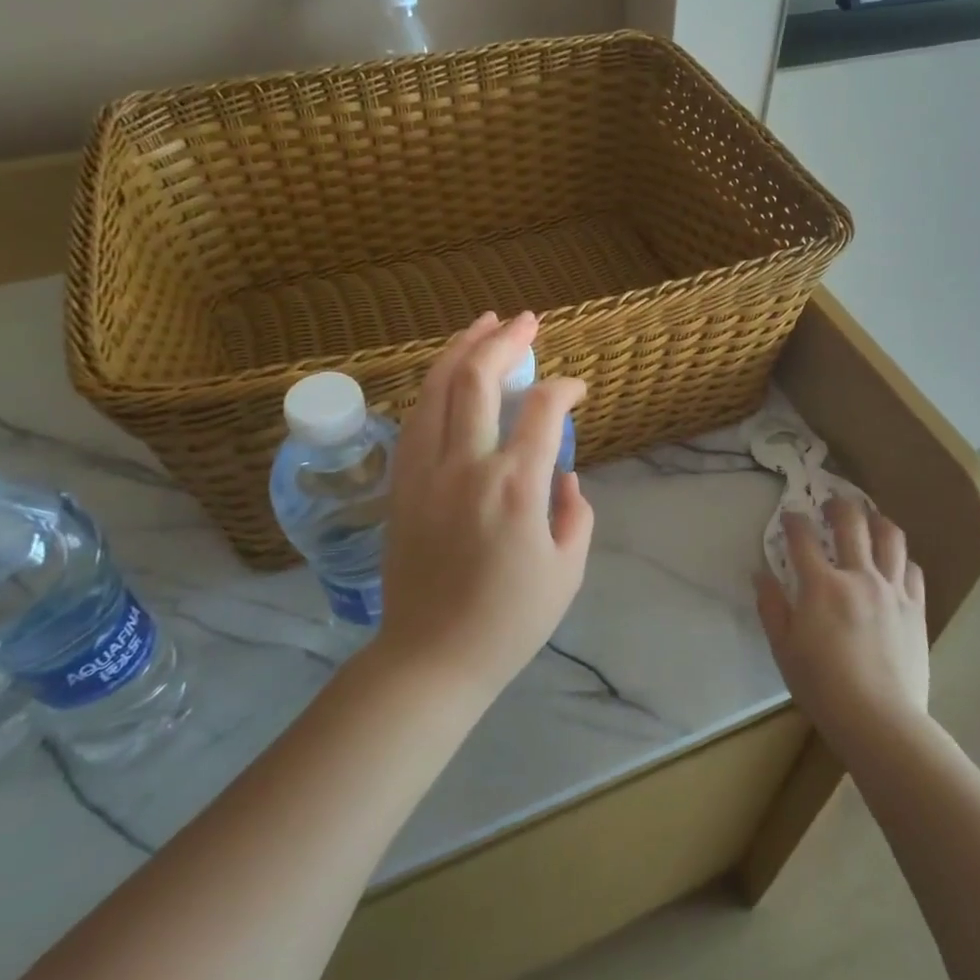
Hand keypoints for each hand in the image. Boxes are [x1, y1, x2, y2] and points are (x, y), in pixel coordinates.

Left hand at [372, 311, 593, 705]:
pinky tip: (449, 376)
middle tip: (526, 321)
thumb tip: (565, 477)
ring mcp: (425, 471)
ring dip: (462, 349)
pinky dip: (435, 386)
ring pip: (437, 389)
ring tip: (483, 325)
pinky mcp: (402, 484)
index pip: (543, 410)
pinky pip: (416, 418)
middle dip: (506, 340)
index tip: (577, 390)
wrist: (431, 658)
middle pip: (478, 379)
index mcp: (515, 485)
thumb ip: (576, 514)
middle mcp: (466, 465)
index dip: (564, 388)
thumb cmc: (509, 621)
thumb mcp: (568, 571)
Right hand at [755, 498, 929, 750]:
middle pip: (852, 523)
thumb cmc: (822, 686)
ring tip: (870, 518)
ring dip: (877, 521)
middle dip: (839, 506)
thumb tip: (760, 574)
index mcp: (821, 585)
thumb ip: (771, 606)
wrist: (880, 720)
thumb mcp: (783, 648)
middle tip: (832, 503)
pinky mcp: (916, 608)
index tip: (790, 514)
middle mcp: (859, 576)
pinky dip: (902, 558)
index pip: (803, 538)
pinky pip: (913, 569)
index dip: (794, 520)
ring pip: (891, 537)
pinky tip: (895, 562)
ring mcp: (892, 590)